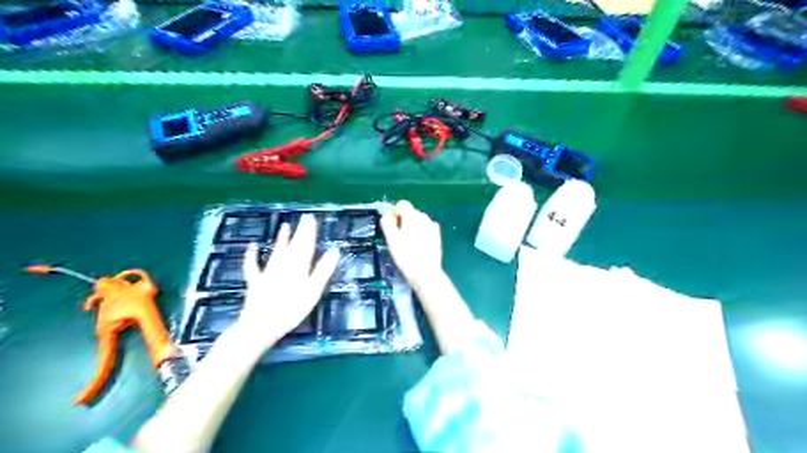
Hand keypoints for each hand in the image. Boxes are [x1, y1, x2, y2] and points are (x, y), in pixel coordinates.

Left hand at [233, 216, 337, 352]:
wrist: (260, 325)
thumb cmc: (291, 309)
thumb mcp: (312, 291)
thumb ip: (323, 270)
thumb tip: (335, 251)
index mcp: (298, 267)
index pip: (306, 245)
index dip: (309, 232)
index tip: (312, 219)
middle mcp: (283, 265)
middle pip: (293, 245)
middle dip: (299, 232)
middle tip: (304, 218)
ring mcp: (268, 272)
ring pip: (277, 251)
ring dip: (281, 238)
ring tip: (285, 226)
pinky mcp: (256, 281)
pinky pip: (253, 265)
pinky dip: (252, 254)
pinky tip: (252, 246)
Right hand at [379, 202, 439, 289]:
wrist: (426, 273)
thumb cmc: (406, 256)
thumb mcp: (391, 240)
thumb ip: (387, 223)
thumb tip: (387, 215)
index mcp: (412, 216)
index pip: (401, 204)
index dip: (394, 213)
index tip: (391, 226)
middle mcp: (424, 217)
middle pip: (410, 212)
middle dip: (403, 221)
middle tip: (398, 237)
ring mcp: (432, 225)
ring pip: (418, 220)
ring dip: (412, 227)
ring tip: (408, 243)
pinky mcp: (437, 234)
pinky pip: (426, 228)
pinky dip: (421, 232)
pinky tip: (418, 245)